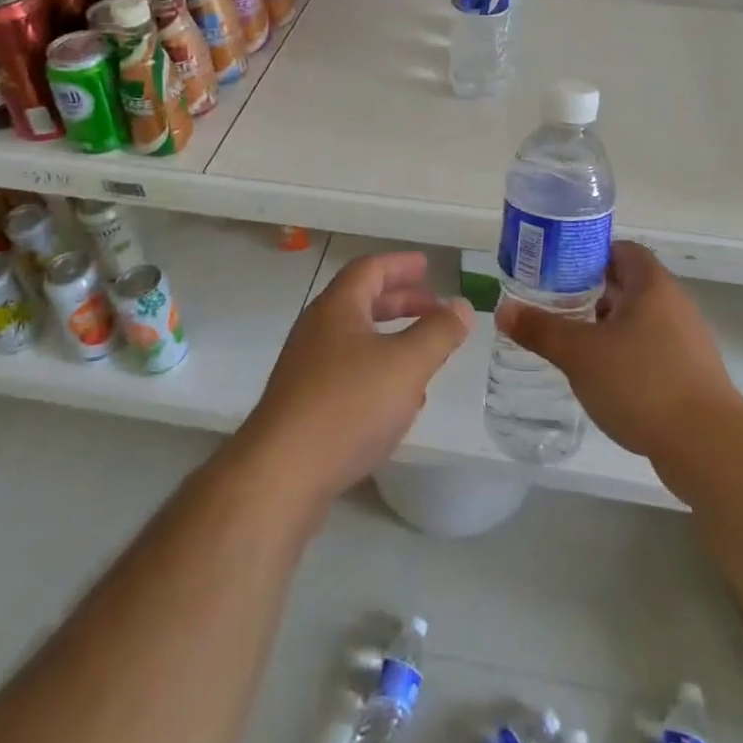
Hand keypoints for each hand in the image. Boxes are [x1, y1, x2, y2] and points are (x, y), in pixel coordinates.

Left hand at [238, 250, 470, 512]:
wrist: (280, 477)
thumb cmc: (348, 406)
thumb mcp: (407, 364)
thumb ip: (439, 332)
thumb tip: (461, 305)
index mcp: (337, 308)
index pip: (370, 269)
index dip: (401, 264)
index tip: (428, 266)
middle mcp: (317, 330)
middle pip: (362, 302)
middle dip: (401, 301)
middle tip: (433, 307)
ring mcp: (306, 369)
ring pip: (356, 340)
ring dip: (391, 338)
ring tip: (424, 353)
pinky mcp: (303, 406)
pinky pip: (347, 373)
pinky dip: (377, 372)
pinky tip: (397, 401)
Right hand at [494, 241, 742, 468]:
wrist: (708, 446)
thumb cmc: (642, 382)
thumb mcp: (580, 354)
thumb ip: (541, 329)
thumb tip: (503, 310)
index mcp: (652, 285)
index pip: (621, 250)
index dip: (589, 254)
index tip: (558, 269)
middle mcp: (674, 304)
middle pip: (629, 284)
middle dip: (591, 292)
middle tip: (555, 304)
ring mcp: (687, 340)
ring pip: (640, 320)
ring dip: (608, 326)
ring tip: (573, 342)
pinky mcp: (691, 374)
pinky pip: (652, 350)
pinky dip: (626, 355)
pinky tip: (603, 378)